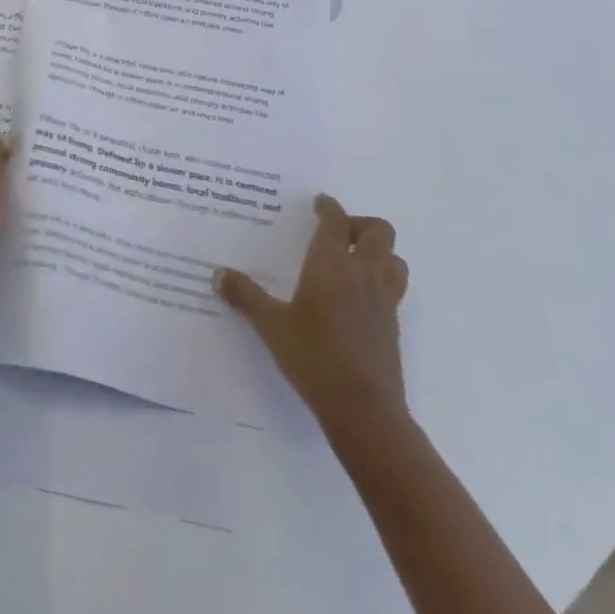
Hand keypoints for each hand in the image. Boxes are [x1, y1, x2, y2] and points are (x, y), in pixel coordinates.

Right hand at [217, 193, 409, 435]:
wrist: (364, 411)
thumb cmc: (314, 359)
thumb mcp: (271, 327)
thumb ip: (245, 296)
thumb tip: (219, 274)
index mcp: (331, 264)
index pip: (335, 220)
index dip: (328, 206)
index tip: (318, 202)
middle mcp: (362, 273)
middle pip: (378, 231)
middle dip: (359, 224)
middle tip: (337, 233)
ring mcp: (383, 299)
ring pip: (394, 258)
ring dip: (378, 251)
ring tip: (354, 260)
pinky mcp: (393, 324)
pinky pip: (394, 287)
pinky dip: (381, 279)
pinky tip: (359, 297)